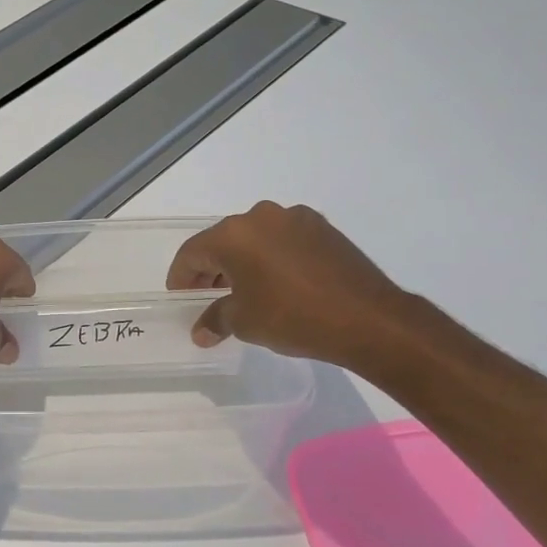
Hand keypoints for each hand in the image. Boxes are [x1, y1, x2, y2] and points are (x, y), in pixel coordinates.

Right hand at [166, 201, 416, 371]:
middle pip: (222, 241)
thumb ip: (215, 320)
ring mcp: (295, 218)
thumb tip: (201, 331)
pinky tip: (277, 284)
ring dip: (242, 262)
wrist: (368, 318)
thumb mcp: (244, 322)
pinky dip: (271, 258)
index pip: (193, 253)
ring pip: (254, 239)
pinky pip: (282, 240)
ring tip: (243, 293)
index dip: (180, 277)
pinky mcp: (322, 228)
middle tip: (206, 298)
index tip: (179, 298)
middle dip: (210, 270)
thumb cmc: (292, 317)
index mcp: (233, 234)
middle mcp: (261, 216)